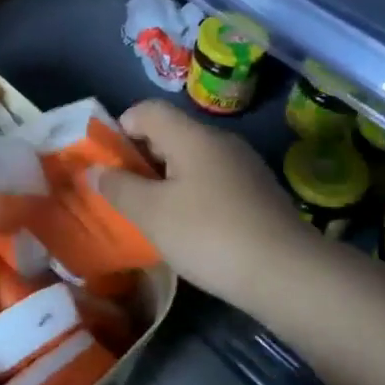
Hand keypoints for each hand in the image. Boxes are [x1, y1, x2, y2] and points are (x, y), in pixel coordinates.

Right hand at [97, 100, 309, 306]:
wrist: (288, 274)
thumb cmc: (209, 234)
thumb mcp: (151, 214)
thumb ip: (118, 188)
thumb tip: (95, 170)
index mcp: (192, 136)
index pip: (147, 110)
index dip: (120, 127)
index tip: (107, 162)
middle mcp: (220, 141)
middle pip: (170, 134)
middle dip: (141, 158)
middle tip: (124, 193)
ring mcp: (244, 167)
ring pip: (192, 160)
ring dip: (166, 180)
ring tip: (153, 215)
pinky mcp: (258, 193)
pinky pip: (213, 181)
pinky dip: (192, 195)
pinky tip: (190, 229)